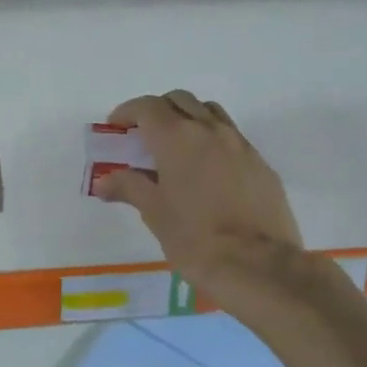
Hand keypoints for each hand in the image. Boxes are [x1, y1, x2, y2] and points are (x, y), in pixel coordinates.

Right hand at [95, 90, 303, 291]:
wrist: (258, 266)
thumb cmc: (194, 238)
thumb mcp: (154, 213)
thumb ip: (128, 187)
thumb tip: (104, 182)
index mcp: (178, 137)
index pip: (148, 107)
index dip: (128, 112)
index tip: (116, 126)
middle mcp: (211, 130)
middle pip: (180, 101)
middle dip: (158, 111)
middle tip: (143, 136)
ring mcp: (241, 145)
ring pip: (210, 114)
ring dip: (188, 119)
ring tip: (176, 148)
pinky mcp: (261, 165)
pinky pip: (232, 138)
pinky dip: (212, 141)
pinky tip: (206, 172)